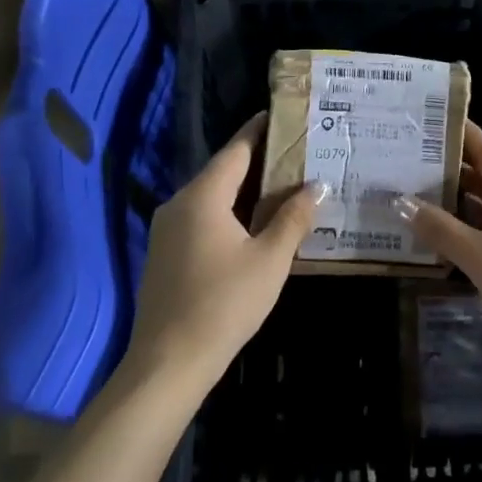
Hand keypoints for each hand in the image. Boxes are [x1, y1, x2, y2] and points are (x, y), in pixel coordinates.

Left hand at [126, 115, 327, 388]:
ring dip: (244, 190)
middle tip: (295, 154)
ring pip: (211, 197)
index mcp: (203, 197)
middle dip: (258, 161)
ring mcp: (167, 230)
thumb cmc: (224, 304)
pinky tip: (252, 224)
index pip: (236, 150)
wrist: (168, 364)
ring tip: (282, 186)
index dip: (260, 131)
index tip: (283, 116)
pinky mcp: (164, 254)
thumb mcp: (270, 260)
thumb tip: (316, 186)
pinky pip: (201, 218)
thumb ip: (293, 218)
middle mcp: (179, 204)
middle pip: (223, 171)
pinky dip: (228, 211)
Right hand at [395, 122, 481, 372]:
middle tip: (418, 165)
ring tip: (428, 201)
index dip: (464, 137)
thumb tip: (404, 203)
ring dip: (468, 207)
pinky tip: (459, 244)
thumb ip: (442, 231)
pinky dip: (481, 232)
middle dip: (458, 174)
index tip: (437, 122)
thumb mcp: (481, 259)